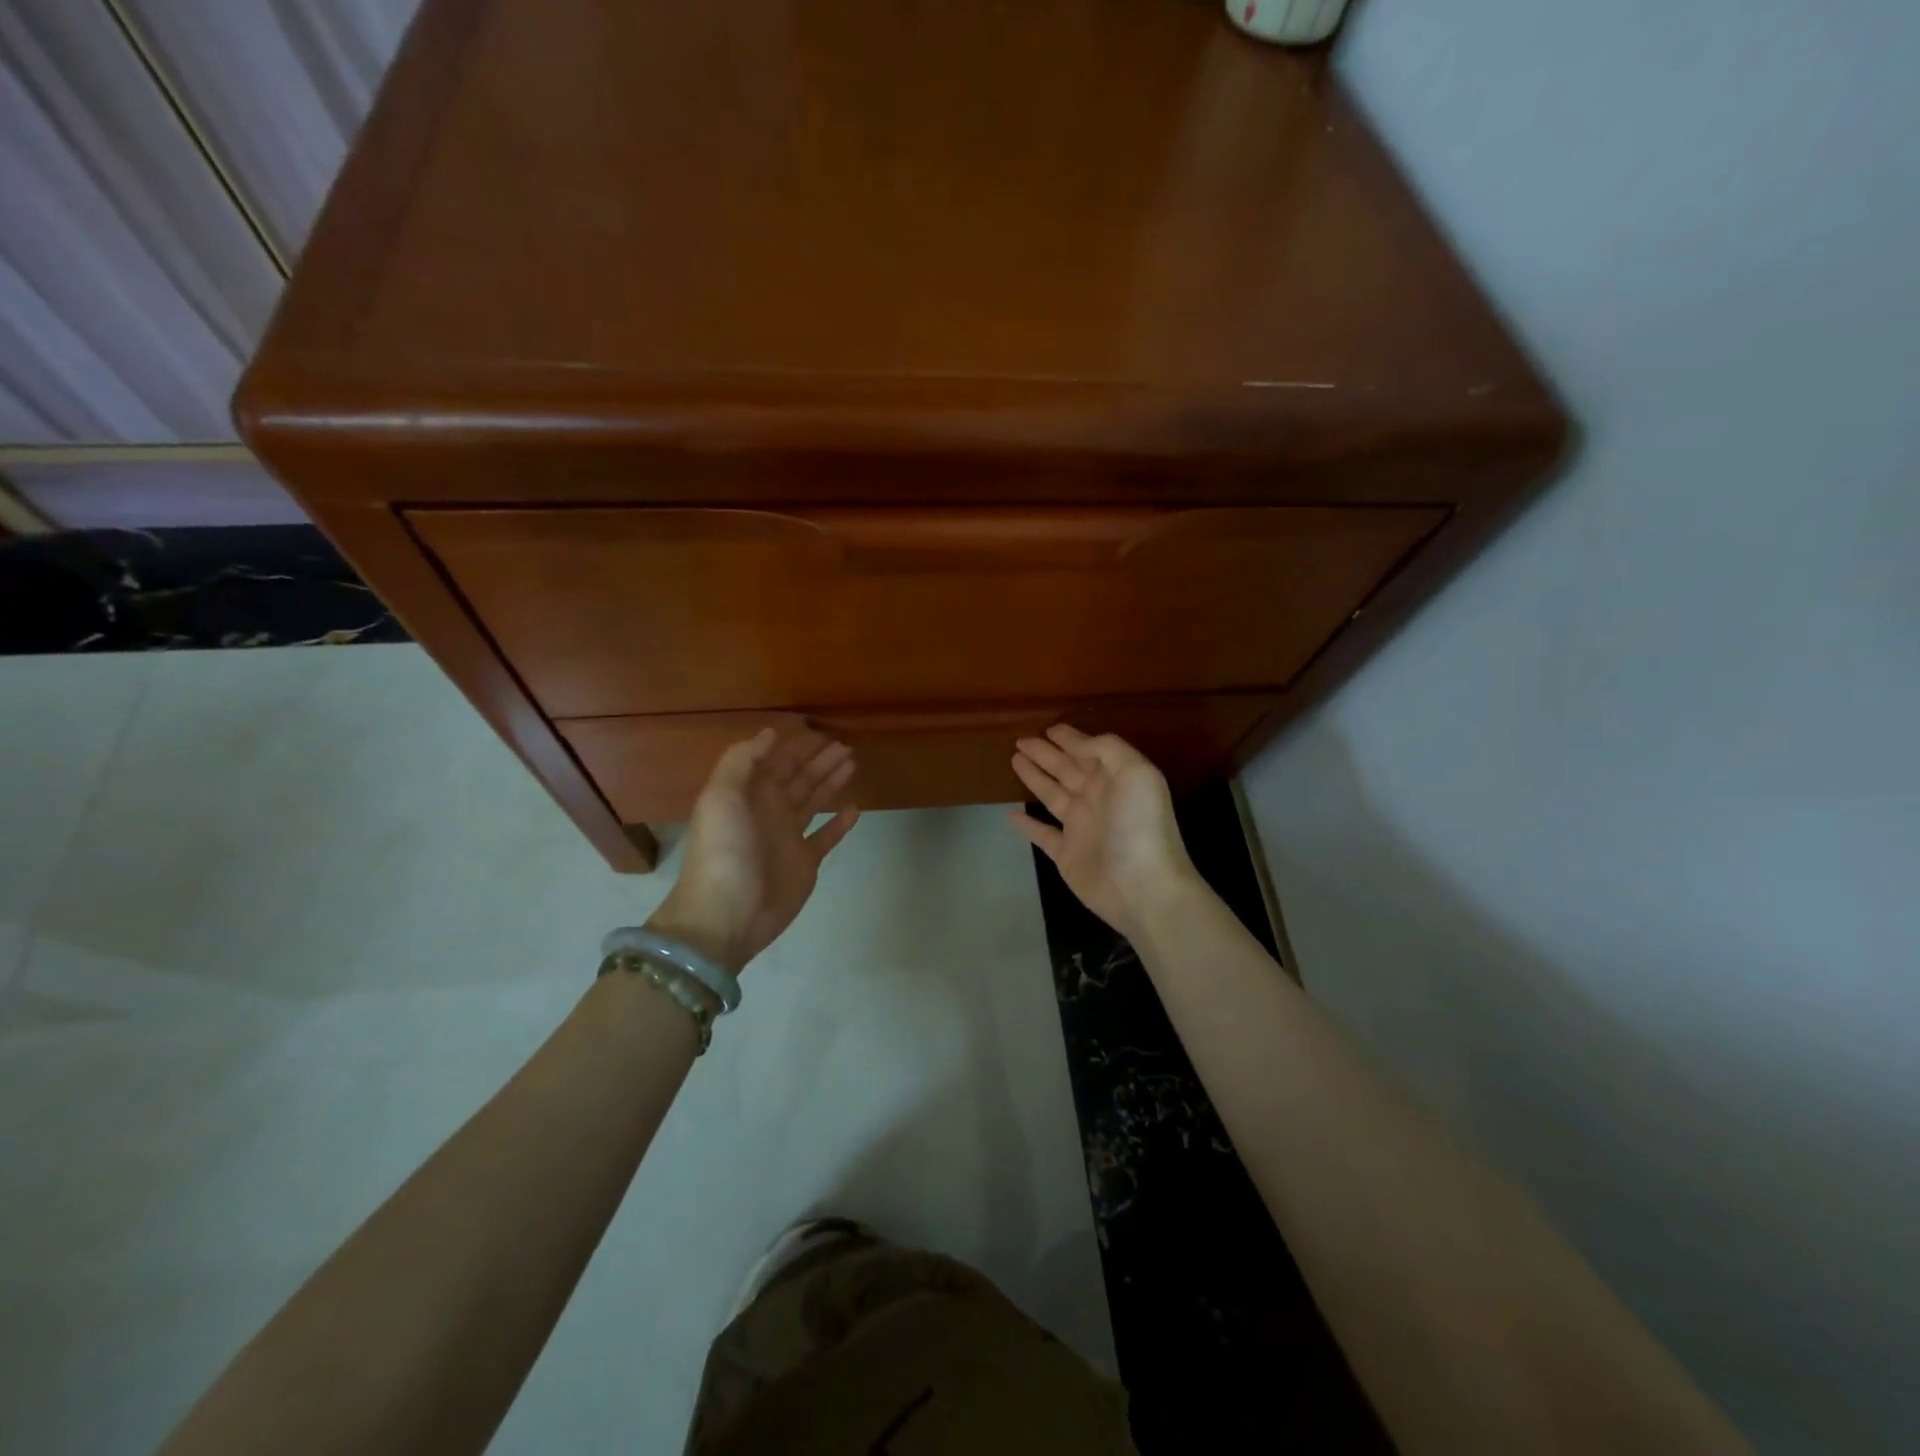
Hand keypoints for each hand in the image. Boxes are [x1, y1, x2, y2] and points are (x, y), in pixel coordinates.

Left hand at [647, 729, 860, 973]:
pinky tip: (854, 808)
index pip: (777, 762)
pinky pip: (826, 837)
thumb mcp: (721, 798)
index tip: (820, 731)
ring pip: (814, 801)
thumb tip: (770, 733)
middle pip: (799, 778)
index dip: (796, 747)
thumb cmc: (723, 852)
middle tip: (845, 745)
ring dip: (831, 781)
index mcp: (749, 795)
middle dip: (820, 760)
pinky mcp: (805, 863)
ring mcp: (789, 838)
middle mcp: (770, 811)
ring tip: (852, 763)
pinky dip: (840, 823)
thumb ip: (742, 761)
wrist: (725, 916)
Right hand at [1009, 725, 1199, 942]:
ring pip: (1052, 795)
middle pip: (1066, 769)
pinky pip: (1042, 834)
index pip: (1088, 751)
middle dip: (1045, 754)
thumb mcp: (1135, 771)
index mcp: (1114, 778)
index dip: (1070, 738)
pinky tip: (1010, 814)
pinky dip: (1027, 824)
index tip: (1049, 728)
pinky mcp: (1066, 855)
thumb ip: (1106, 748)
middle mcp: (1097, 799)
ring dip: (1034, 778)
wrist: (1143, 887)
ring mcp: (1081, 828)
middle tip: (1021, 740)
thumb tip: (1076, 741)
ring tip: (1014, 760)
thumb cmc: (1140, 825)